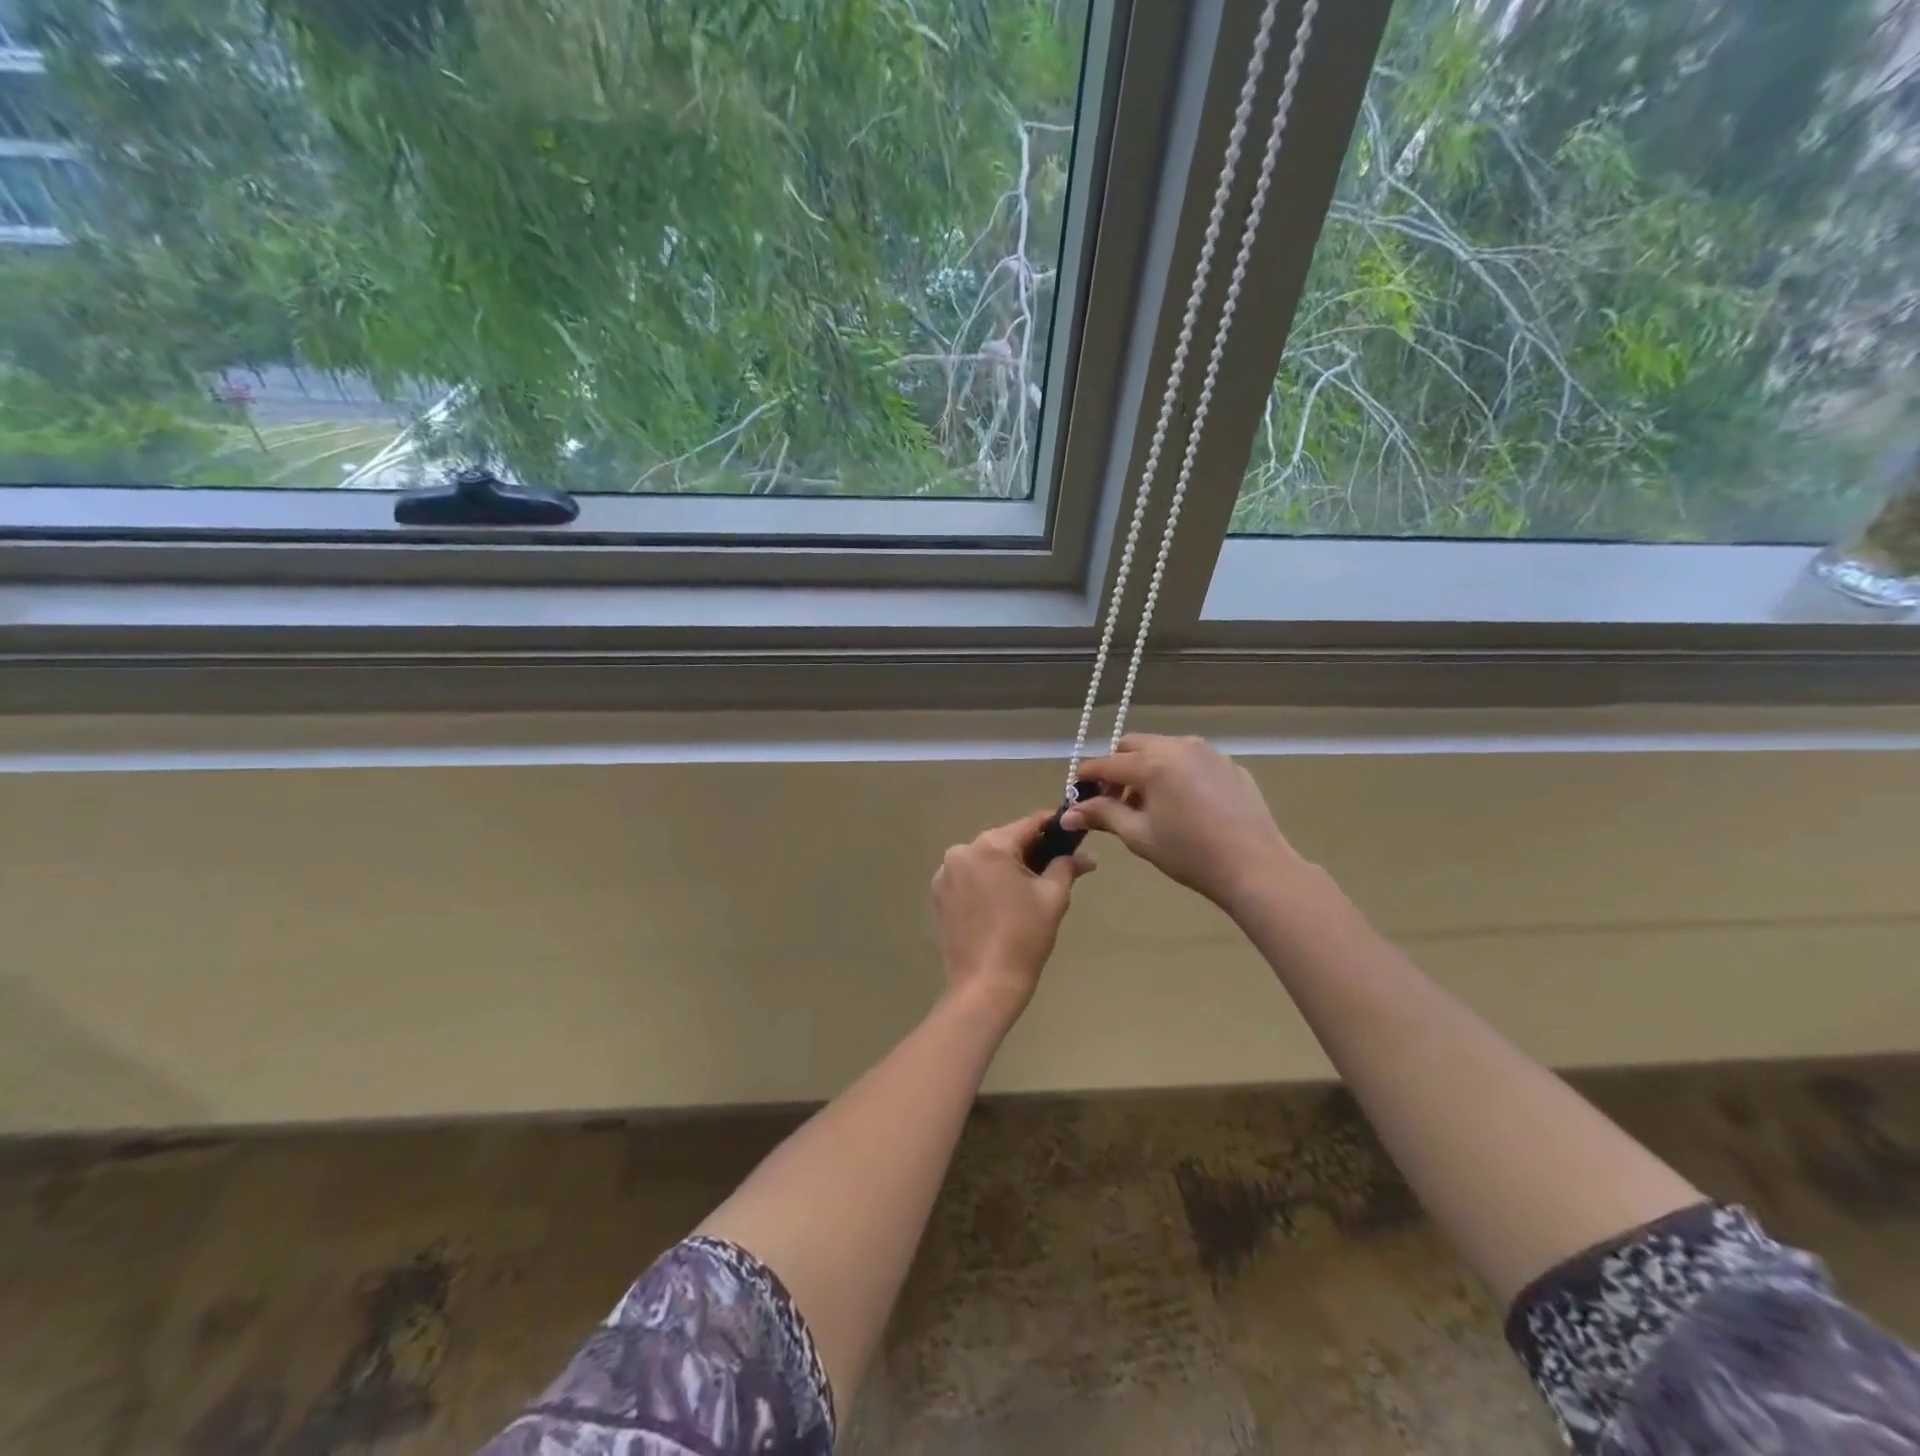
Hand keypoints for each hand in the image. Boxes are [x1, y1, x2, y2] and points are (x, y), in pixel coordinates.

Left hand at [930, 810, 1093, 1018]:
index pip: (1029, 824)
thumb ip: (1067, 866)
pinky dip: (985, 882)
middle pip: (1005, 841)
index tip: (1071, 833)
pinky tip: (1001, 903)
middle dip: (1030, 851)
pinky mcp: (938, 894)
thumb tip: (1085, 856)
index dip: (1053, 826)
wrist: (986, 984)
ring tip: (1028, 890)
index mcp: (991, 846)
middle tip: (1056, 867)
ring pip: (985, 859)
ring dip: (1006, 867)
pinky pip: (968, 877)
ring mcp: (945, 873)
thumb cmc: (1024, 937)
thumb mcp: (1053, 897)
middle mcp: (962, 851)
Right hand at [1061, 735, 1298, 914]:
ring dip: (1147, 768)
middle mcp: (1179, 746)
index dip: (1086, 776)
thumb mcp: (1139, 835)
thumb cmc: (1189, 853)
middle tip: (1113, 799)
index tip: (1076, 791)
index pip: (1106, 763)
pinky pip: (1192, 761)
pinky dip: (1176, 774)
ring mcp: (1209, 753)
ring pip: (1164, 749)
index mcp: (1152, 762)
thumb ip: (1102, 815)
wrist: (1255, 866)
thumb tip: (1067, 815)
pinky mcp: (1230, 765)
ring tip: (1149, 804)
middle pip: (1134, 745)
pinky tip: (1184, 806)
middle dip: (1117, 767)